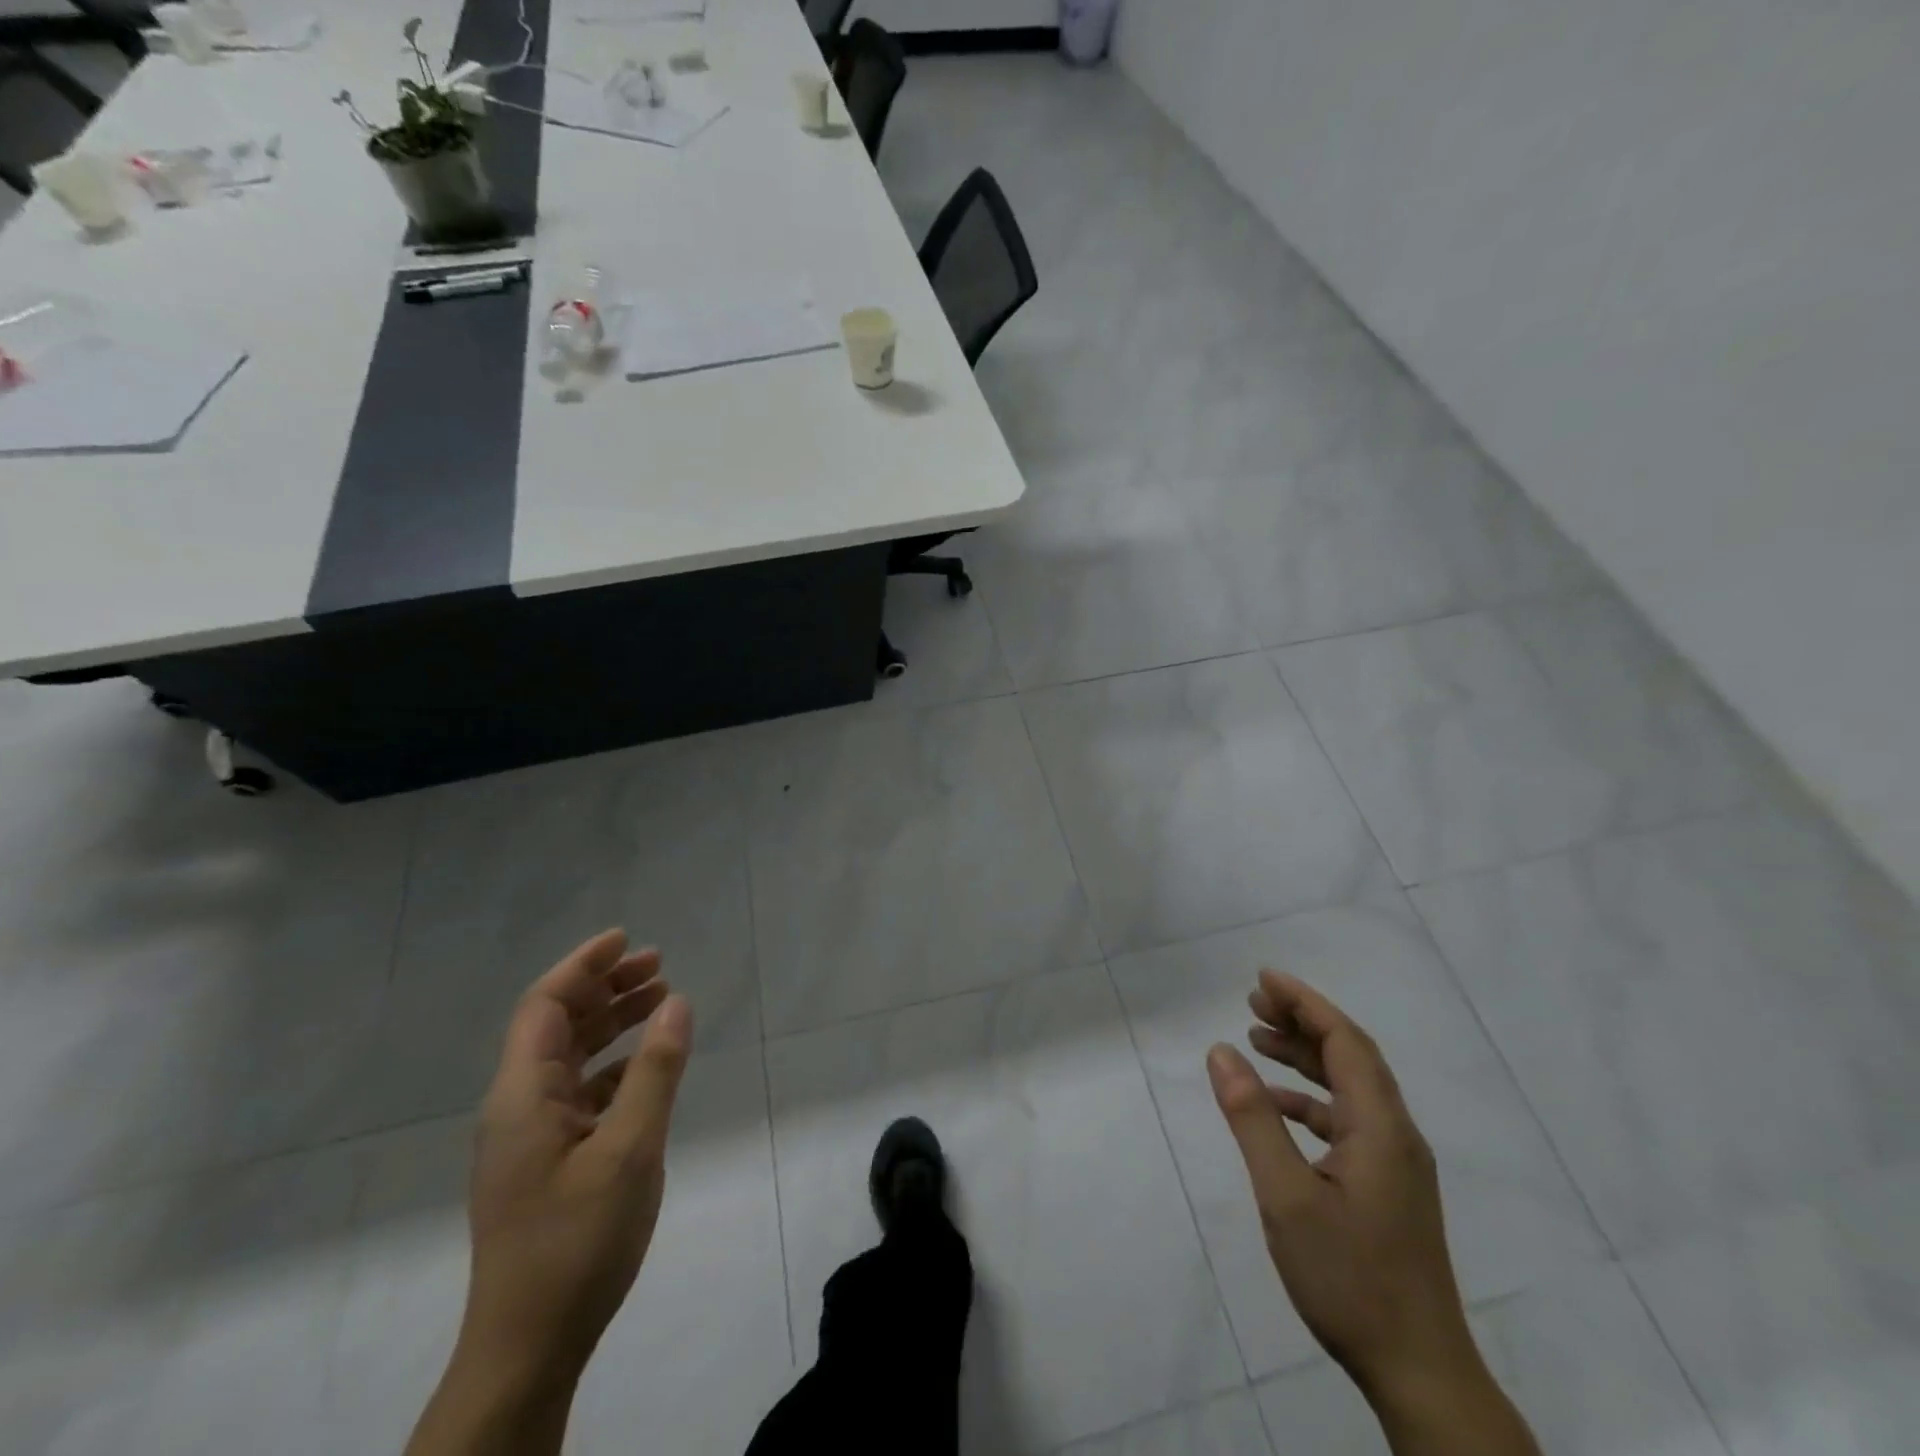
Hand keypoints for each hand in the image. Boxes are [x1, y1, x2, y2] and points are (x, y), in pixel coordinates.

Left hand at [461, 928, 692, 1380]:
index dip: (583, 966)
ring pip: (570, 1057)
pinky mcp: (547, 1162)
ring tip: (660, 999)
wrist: (528, 1348)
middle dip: (605, 987)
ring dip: (612, 1023)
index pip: (545, 1005)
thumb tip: (677, 1002)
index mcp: (522, 1096)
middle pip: (557, 1025)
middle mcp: (518, 1107)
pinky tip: (649, 1065)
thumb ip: (655, 1070)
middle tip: (658, 964)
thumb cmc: (576, 1241)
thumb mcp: (630, 1149)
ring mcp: (530, 1137)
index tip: (627, 939)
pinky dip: (615, 1065)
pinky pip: (581, 1092)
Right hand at [1207, 971, 1476, 1406]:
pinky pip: (1347, 1120)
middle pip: (1351, 1056)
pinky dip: (1309, 1100)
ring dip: (1305, 1057)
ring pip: (1350, 1087)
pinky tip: (1276, 1107)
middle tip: (1252, 1001)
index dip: (1305, 1002)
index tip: (1262, 979)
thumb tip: (1221, 1051)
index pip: (1345, 1041)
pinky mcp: (1388, 1187)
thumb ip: (1252, 1119)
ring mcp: (1396, 1163)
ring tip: (1257, 1039)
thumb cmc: (1350, 1279)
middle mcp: (1396, 1134)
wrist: (1420, 1374)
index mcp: (1381, 1127)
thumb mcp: (1286, 1196)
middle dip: (1303, 1021)